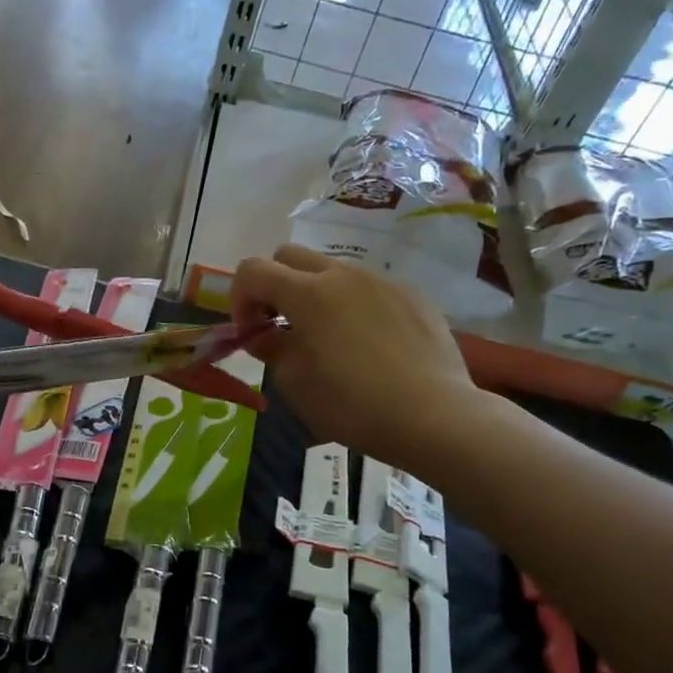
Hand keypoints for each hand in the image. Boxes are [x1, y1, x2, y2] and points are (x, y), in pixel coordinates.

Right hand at [231, 245, 488, 468]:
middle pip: (289, 256)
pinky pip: (369, 288)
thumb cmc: (351, 405)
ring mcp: (381, 281)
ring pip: (332, 270)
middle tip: (280, 326)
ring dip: (315, 294)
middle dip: (274, 285)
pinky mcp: (412, 295)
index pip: (252, 270)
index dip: (239, 298)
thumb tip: (263, 333)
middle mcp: (343, 274)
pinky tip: (369, 345)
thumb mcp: (295, 384)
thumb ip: (271, 348)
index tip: (250, 332)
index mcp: (307, 294)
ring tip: (328, 338)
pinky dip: (354, 306)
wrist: (432, 415)